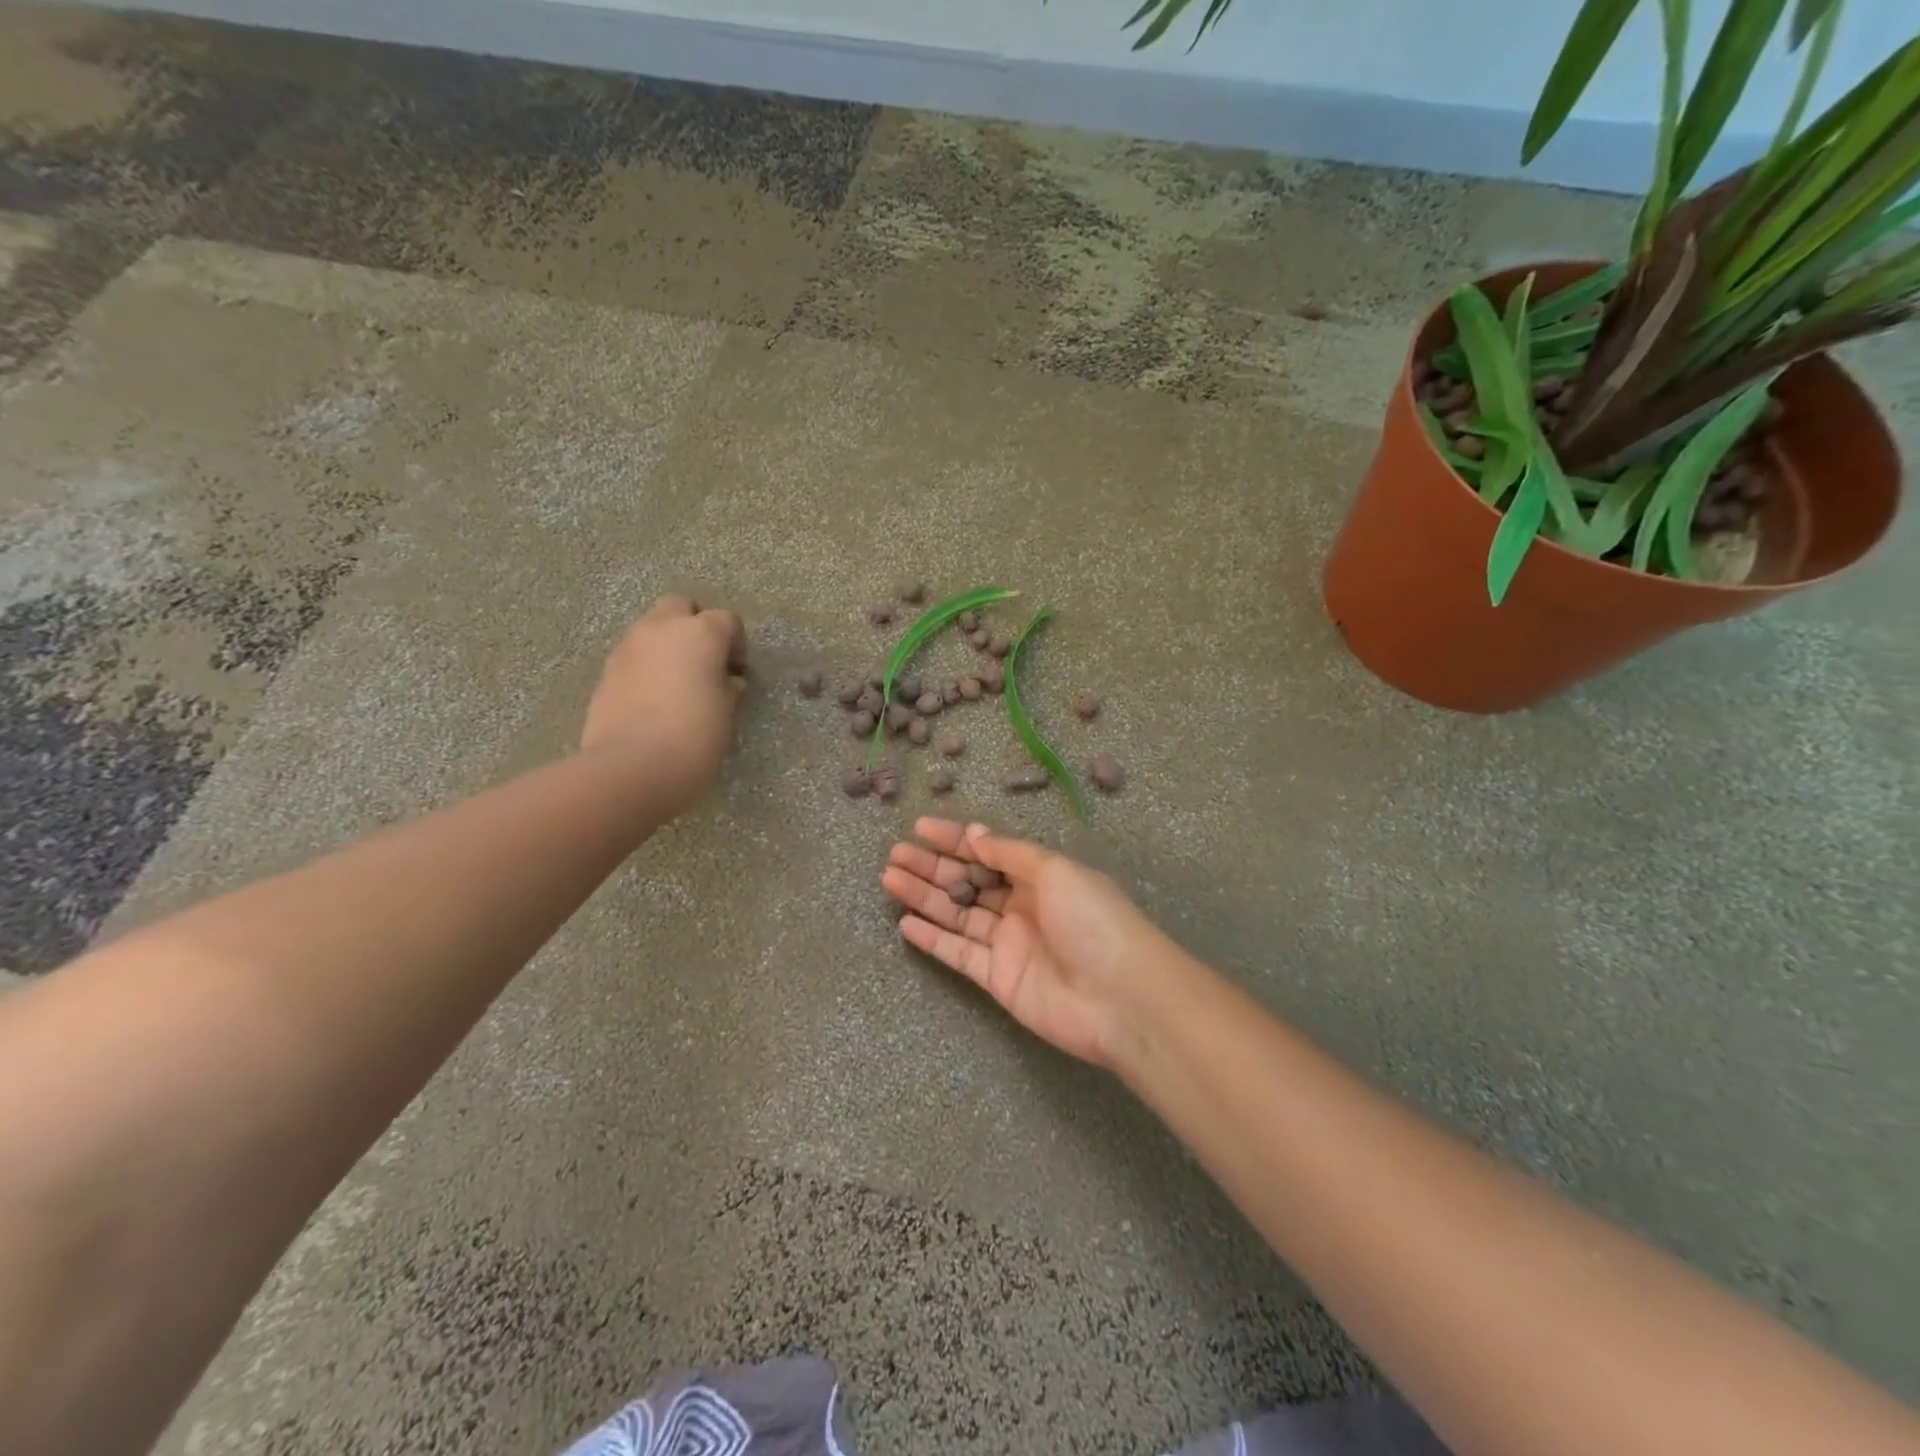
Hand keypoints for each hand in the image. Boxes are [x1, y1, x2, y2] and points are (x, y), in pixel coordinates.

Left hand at [581, 595, 747, 811]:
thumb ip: (728, 687)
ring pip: (652, 628)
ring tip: (678, 681)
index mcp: (700, 633)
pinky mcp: (606, 671)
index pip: (726, 620)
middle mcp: (661, 628)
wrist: (632, 767)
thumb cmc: (694, 736)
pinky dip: (646, 665)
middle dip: (695, 625)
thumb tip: (727, 680)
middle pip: (681, 606)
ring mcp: (628, 647)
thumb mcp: (727, 712)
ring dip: (668, 644)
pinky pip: (634, 655)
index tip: (738, 671)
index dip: (736, 643)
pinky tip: (654, 698)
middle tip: (705, 660)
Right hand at [881, 818, 1188, 1069]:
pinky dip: (933, 940)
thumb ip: (1010, 853)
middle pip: (968, 882)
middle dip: (932, 867)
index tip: (919, 826)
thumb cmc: (1093, 921)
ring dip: (925, 897)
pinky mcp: (999, 979)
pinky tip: (906, 924)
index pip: (989, 851)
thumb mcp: (1055, 871)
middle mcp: (1022, 906)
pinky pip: (959, 955)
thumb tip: (975, 834)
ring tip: (889, 880)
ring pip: (958, 915)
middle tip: (894, 855)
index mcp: (1040, 876)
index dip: (955, 838)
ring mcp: (1009, 944)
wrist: (1122, 999)